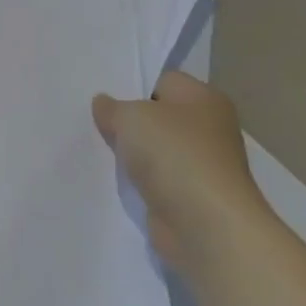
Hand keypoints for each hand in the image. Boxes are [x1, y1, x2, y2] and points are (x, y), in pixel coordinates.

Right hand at [93, 72, 270, 265]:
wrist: (206, 225)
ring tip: (100, 149)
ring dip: (132, 153)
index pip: (162, 81)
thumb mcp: (130, 116)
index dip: (132, 86)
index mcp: (204, 98)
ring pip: (156, 149)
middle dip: (129, 121)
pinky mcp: (192, 196)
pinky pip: (157, 178)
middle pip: (158, 115)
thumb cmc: (174, 154)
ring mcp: (202, 164)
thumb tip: (104, 104)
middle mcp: (209, 128)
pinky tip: (116, 178)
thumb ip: (112, 107)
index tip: (103, 98)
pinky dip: (139, 180)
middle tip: (95, 121)